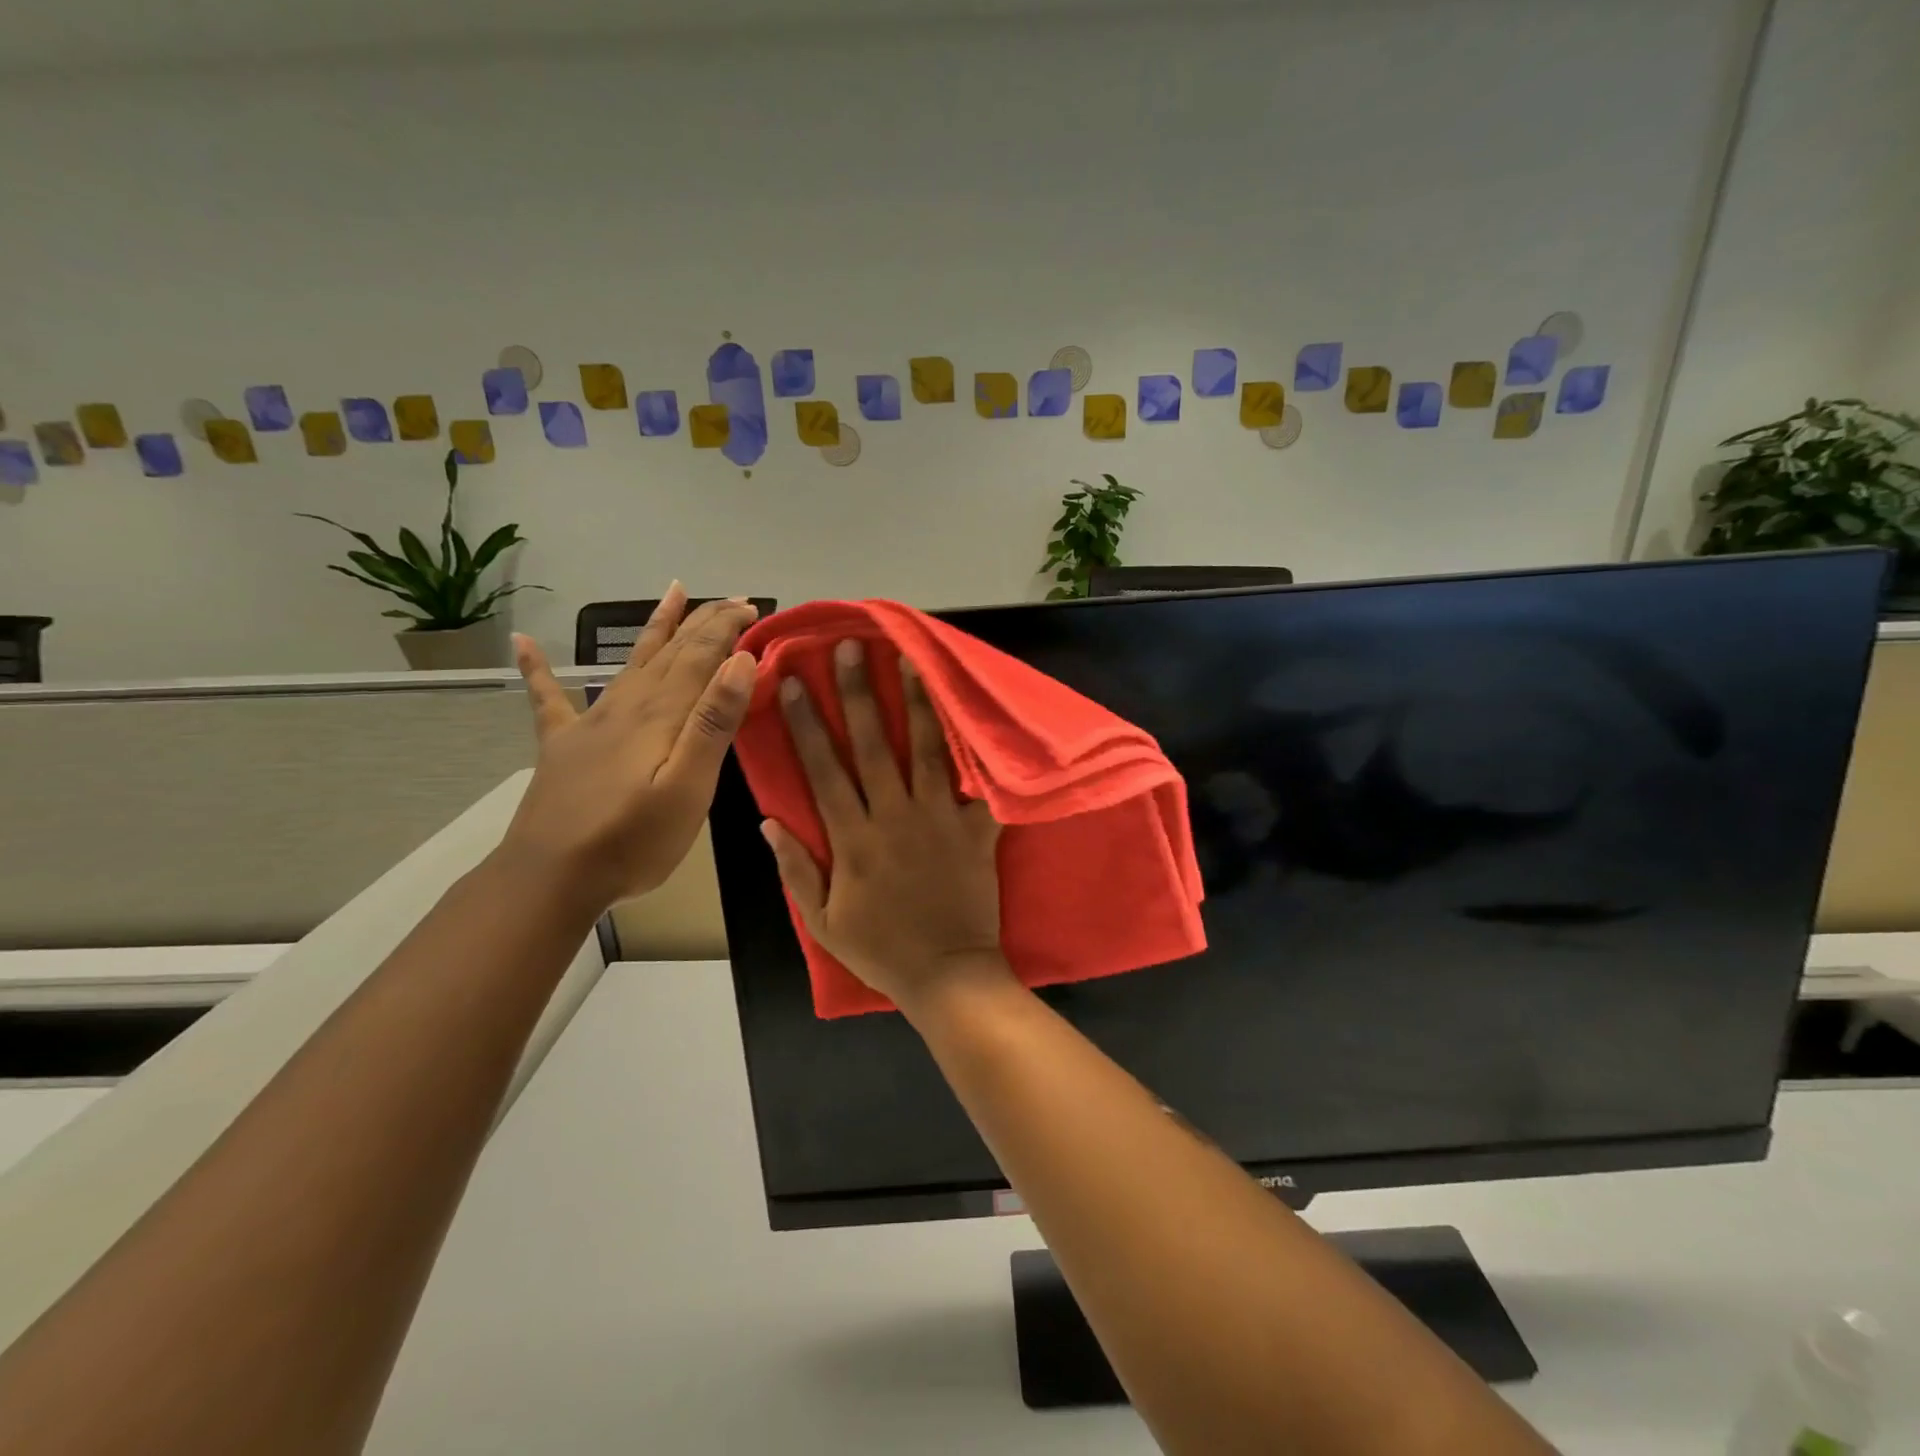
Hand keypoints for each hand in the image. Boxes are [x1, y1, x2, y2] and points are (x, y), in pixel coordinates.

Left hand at [503, 585, 758, 915]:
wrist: (550, 878)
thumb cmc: (633, 840)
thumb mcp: (689, 787)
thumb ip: (713, 723)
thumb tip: (739, 661)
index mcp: (661, 715)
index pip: (700, 656)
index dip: (726, 627)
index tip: (753, 607)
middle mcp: (627, 706)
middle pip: (670, 652)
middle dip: (704, 622)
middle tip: (734, 600)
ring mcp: (591, 723)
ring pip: (631, 662)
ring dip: (656, 627)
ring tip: (674, 593)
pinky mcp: (564, 746)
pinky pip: (549, 699)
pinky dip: (538, 669)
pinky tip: (522, 643)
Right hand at [762, 638, 1007, 1014]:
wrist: (948, 974)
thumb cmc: (882, 949)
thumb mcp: (823, 921)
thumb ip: (796, 869)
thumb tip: (768, 822)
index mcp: (853, 839)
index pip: (823, 770)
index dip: (807, 724)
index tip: (795, 683)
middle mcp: (894, 818)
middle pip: (872, 746)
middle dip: (859, 694)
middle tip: (851, 650)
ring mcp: (938, 820)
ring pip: (925, 751)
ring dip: (916, 704)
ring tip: (910, 661)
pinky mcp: (976, 830)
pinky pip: (978, 785)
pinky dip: (977, 750)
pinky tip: (973, 715)